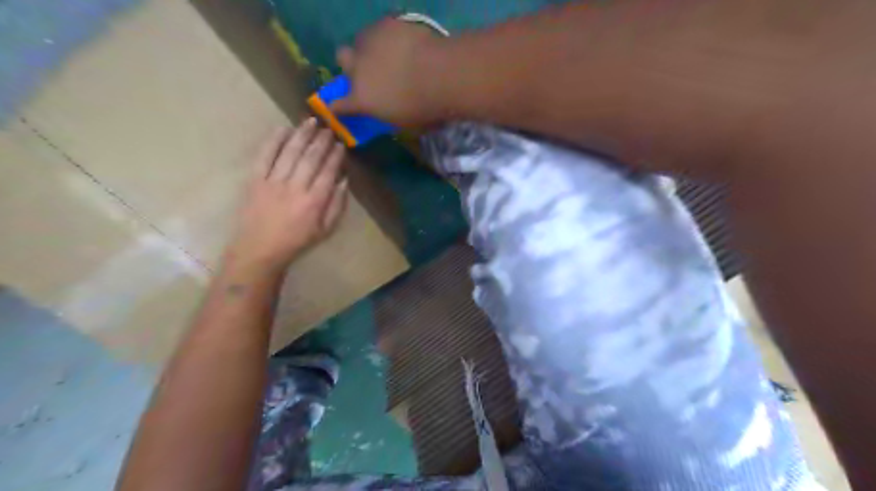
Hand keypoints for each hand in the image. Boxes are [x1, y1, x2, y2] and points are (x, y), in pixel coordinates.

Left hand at [224, 119, 349, 271]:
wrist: (259, 249)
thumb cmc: (297, 241)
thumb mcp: (326, 230)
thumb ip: (337, 205)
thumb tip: (344, 181)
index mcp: (314, 201)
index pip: (328, 171)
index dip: (335, 156)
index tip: (340, 144)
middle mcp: (295, 187)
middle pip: (311, 158)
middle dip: (321, 141)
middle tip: (328, 128)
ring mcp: (273, 182)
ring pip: (290, 152)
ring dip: (302, 135)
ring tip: (310, 121)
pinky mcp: (255, 180)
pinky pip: (265, 156)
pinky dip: (274, 141)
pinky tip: (283, 129)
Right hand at [331, 17, 446, 126]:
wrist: (441, 76)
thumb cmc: (425, 110)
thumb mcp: (405, 124)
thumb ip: (390, 115)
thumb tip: (391, 112)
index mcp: (362, 99)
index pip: (338, 105)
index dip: (337, 107)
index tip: (339, 108)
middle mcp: (358, 69)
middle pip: (342, 58)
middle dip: (353, 64)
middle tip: (371, 71)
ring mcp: (370, 43)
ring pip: (360, 40)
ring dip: (370, 49)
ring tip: (390, 54)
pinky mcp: (386, 25)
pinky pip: (381, 28)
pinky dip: (389, 36)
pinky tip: (404, 42)